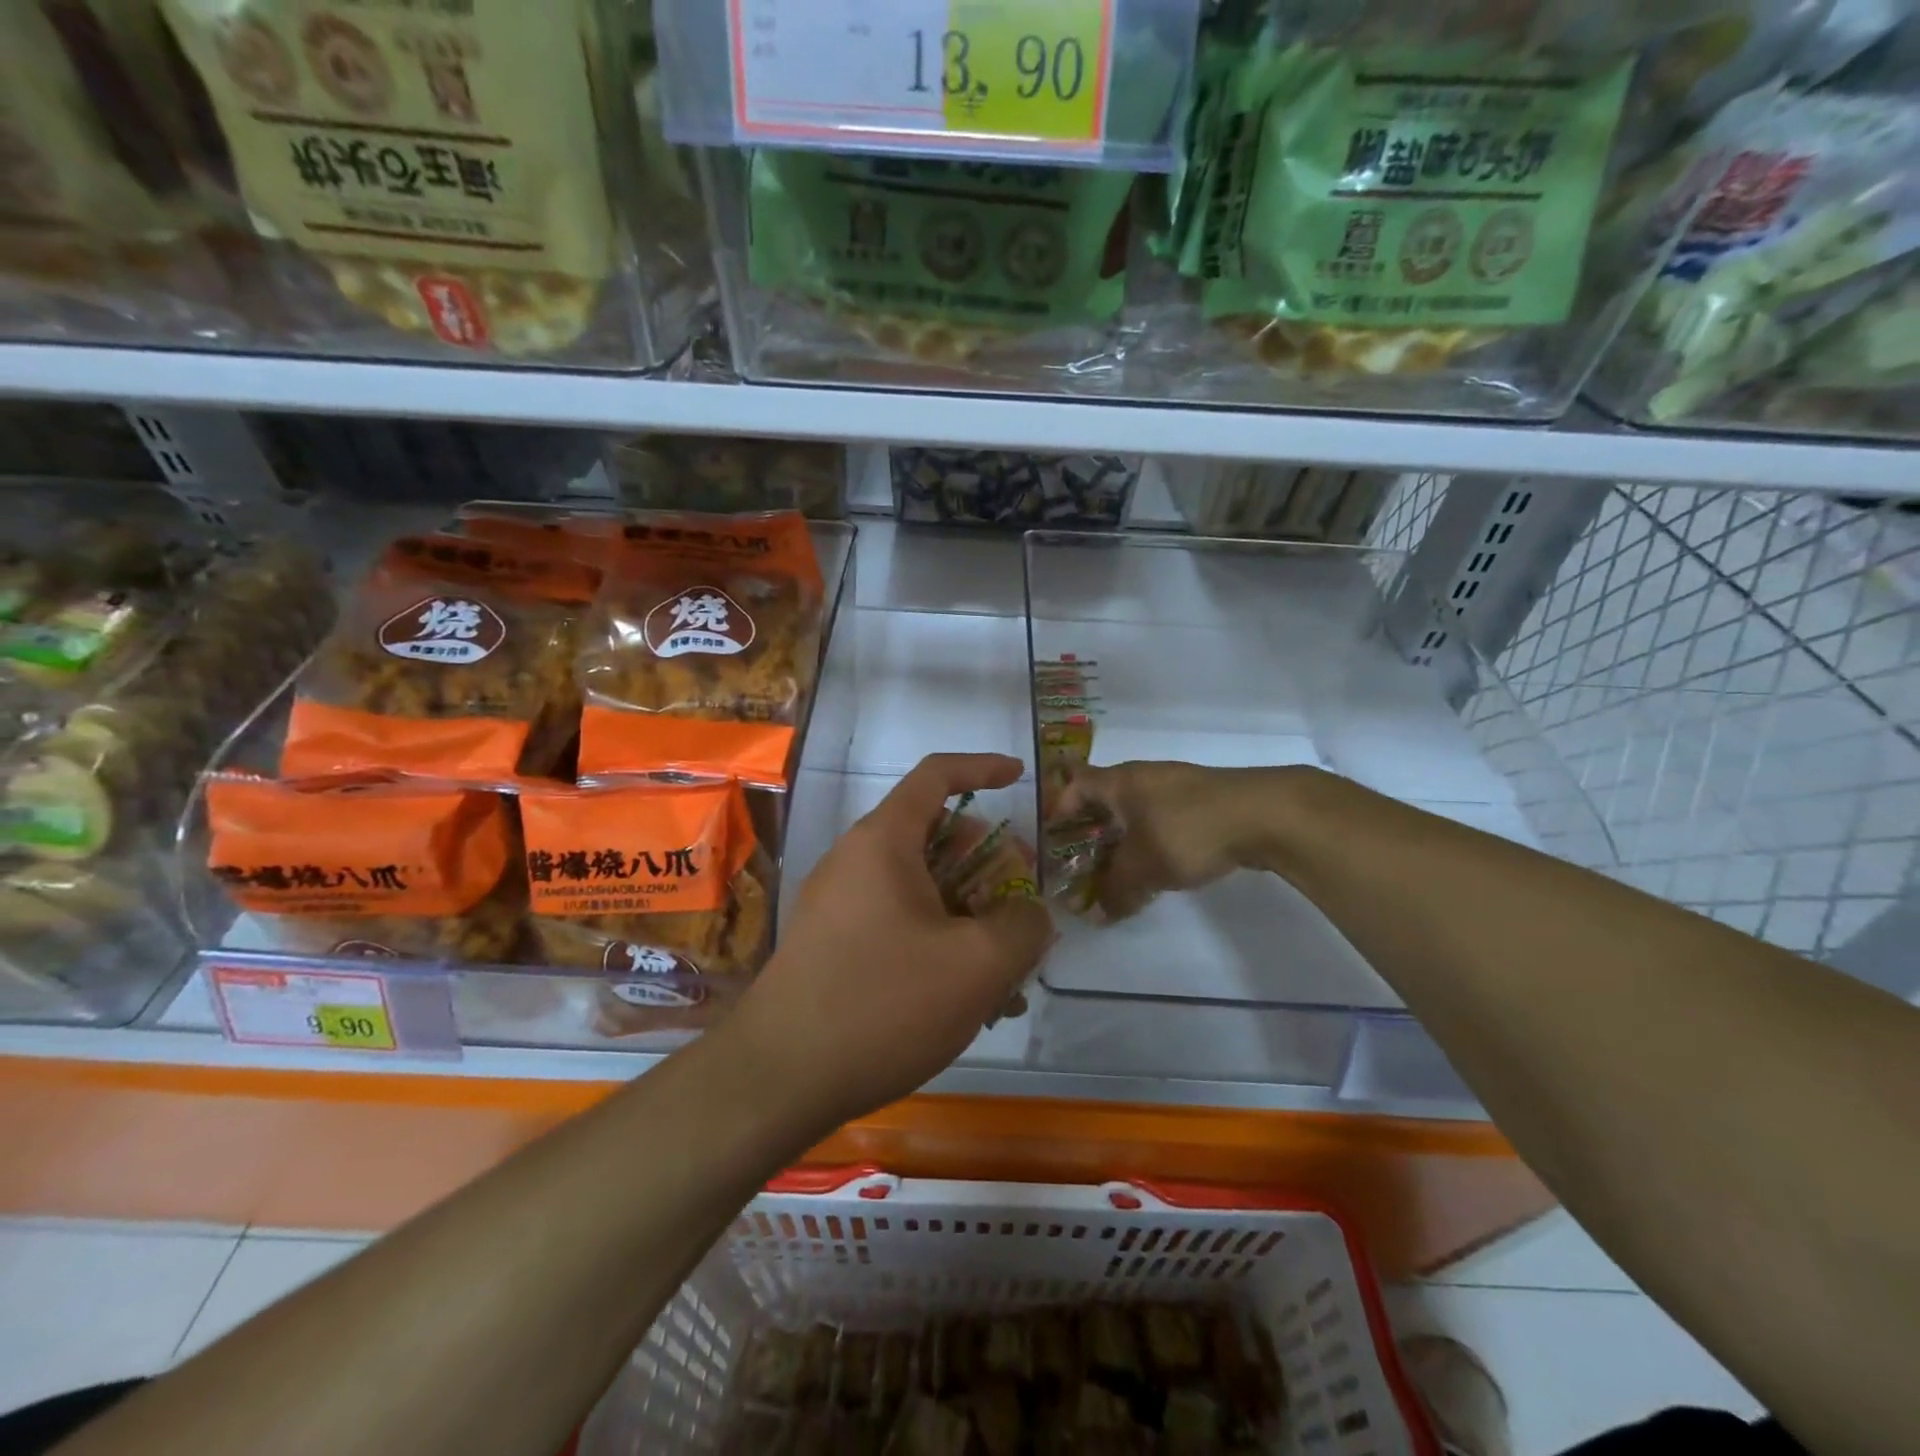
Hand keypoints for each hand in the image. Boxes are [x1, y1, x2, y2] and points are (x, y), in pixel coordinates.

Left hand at [731, 753, 1054, 1129]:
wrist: (778, 1078)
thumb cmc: (883, 1004)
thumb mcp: (977, 965)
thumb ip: (1023, 926)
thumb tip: (1030, 915)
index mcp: (883, 841)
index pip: (936, 776)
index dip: (983, 767)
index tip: (1020, 778)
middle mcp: (855, 861)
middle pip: (934, 837)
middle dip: (987, 864)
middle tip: (1021, 904)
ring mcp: (839, 905)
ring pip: (920, 890)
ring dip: (967, 915)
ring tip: (1005, 971)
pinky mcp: (832, 945)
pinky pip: (898, 924)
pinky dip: (938, 942)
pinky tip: (966, 1000)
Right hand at [1051, 760, 1296, 919]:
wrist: (1264, 815)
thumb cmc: (1187, 831)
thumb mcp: (1143, 868)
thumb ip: (1115, 891)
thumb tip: (1095, 916)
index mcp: (1120, 781)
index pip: (1076, 785)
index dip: (1060, 810)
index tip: (1055, 843)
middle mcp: (1144, 776)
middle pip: (1105, 799)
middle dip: (1092, 832)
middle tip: (1083, 864)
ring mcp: (1177, 785)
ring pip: (1137, 810)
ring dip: (1125, 838)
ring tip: (1121, 871)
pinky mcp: (1205, 800)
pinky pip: (1164, 817)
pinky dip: (1153, 839)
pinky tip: (1161, 866)